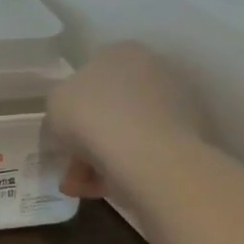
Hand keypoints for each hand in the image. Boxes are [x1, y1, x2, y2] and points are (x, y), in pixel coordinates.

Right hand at [48, 42, 206, 199]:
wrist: (148, 156)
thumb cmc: (92, 115)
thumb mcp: (55, 102)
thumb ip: (62, 103)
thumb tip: (74, 116)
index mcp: (122, 52)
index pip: (92, 73)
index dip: (73, 104)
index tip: (63, 129)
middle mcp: (153, 70)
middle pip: (111, 106)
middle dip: (87, 137)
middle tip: (70, 163)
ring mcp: (175, 105)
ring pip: (127, 133)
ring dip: (100, 159)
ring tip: (79, 186)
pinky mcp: (189, 139)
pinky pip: (145, 153)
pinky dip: (122, 170)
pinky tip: (100, 190)